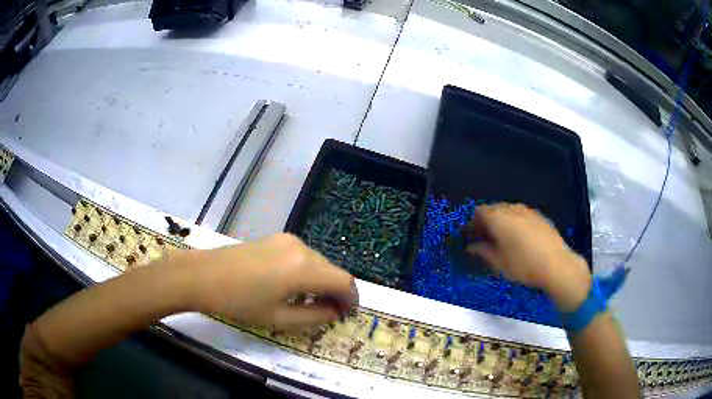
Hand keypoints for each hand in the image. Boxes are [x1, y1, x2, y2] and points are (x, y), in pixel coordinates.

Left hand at [184, 234, 356, 328]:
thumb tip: (334, 312)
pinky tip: (294, 287)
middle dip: (336, 293)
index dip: (351, 300)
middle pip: (332, 270)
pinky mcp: (276, 239)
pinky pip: (302, 257)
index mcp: (303, 268)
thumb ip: (314, 317)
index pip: (344, 282)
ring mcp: (287, 240)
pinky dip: (307, 273)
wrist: (202, 275)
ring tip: (310, 303)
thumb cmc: (239, 302)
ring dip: (322, 283)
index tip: (347, 315)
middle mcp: (301, 248)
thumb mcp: (278, 318)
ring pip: (318, 263)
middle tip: (329, 314)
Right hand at [465, 203, 590, 311]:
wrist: (556, 264)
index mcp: (498, 218)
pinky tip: (519, 237)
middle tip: (484, 238)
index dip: (472, 223)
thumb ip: (482, 252)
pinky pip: (521, 214)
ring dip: (501, 220)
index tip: (470, 236)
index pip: (479, 212)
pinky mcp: (539, 216)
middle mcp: (512, 209)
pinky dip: (514, 221)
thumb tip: (471, 247)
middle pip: (493, 208)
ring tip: (501, 238)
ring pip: (508, 210)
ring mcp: (527, 210)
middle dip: (486, 221)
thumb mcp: (498, 263)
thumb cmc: (523, 265)